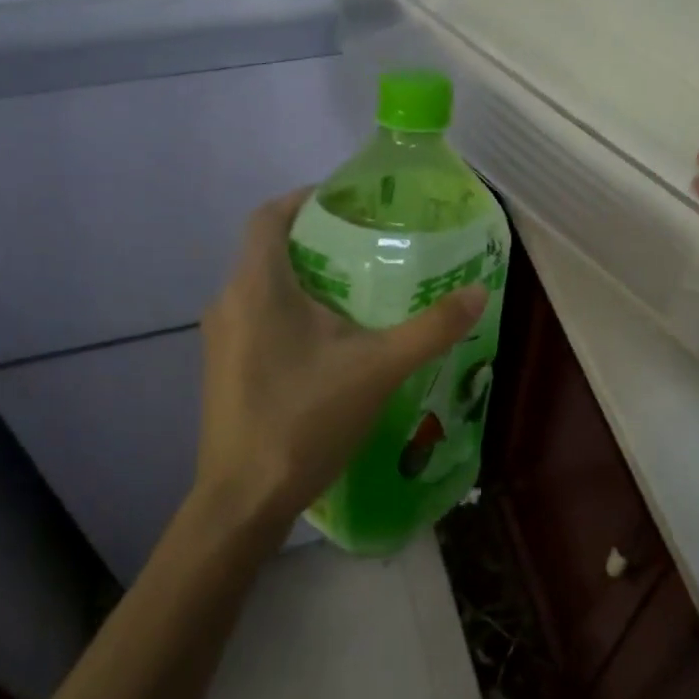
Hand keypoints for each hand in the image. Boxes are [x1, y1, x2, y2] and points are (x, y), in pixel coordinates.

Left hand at [194, 188, 486, 533]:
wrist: (243, 500)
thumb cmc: (305, 420)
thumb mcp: (378, 368)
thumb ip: (431, 328)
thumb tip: (478, 292)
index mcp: (257, 286)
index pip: (270, 215)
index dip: (306, 198)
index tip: (349, 202)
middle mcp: (228, 301)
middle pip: (270, 249)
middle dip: (318, 240)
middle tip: (370, 246)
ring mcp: (220, 338)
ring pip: (263, 286)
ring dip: (305, 278)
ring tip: (359, 291)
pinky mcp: (223, 367)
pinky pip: (257, 317)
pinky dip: (291, 310)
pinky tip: (331, 342)